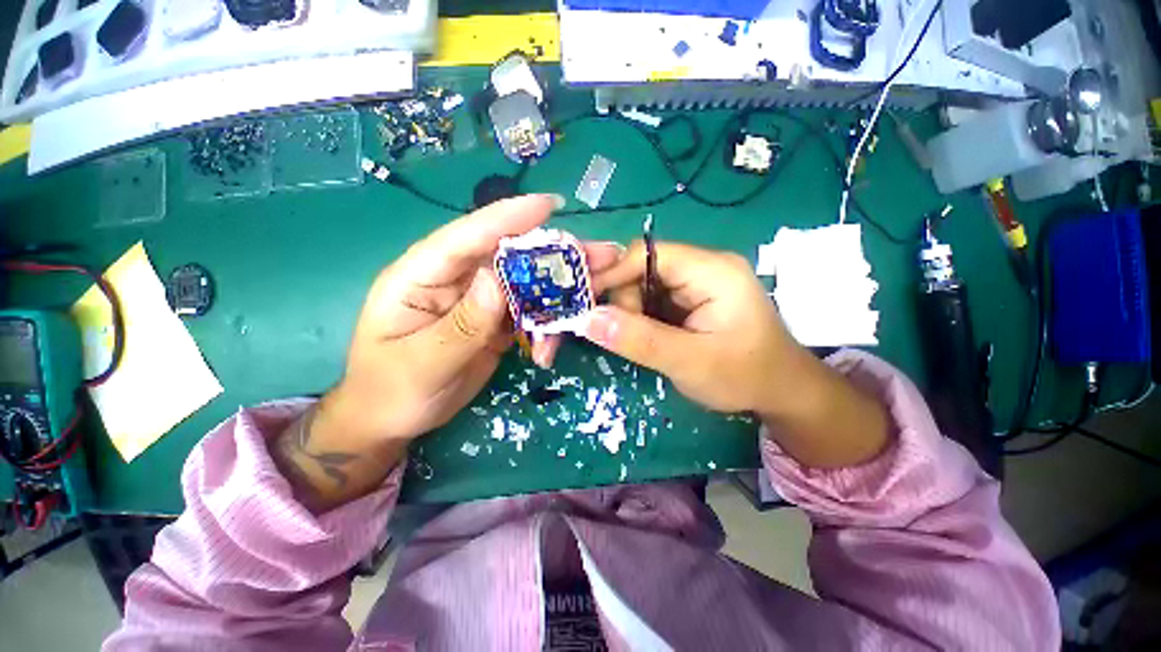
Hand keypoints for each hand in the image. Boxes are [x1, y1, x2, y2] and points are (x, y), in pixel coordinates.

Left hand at [327, 194, 622, 444]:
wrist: (393, 418)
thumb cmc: (391, 391)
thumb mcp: (422, 363)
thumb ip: (461, 324)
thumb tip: (496, 280)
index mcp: (421, 276)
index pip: (466, 237)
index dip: (507, 218)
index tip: (549, 205)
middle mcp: (455, 280)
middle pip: (509, 256)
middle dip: (554, 255)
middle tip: (599, 255)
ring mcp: (479, 301)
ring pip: (526, 284)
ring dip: (559, 289)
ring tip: (595, 292)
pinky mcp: (495, 321)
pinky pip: (528, 312)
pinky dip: (547, 324)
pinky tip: (554, 345)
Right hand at [584, 242, 800, 413]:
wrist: (782, 392)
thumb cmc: (745, 376)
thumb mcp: (689, 362)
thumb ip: (639, 340)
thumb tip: (587, 320)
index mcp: (711, 270)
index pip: (647, 254)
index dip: (613, 274)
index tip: (588, 305)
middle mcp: (703, 267)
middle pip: (643, 269)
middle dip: (624, 300)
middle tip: (623, 335)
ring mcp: (698, 284)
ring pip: (645, 286)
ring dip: (631, 311)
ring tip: (638, 340)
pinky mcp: (692, 300)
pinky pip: (654, 299)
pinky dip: (641, 317)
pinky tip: (645, 337)